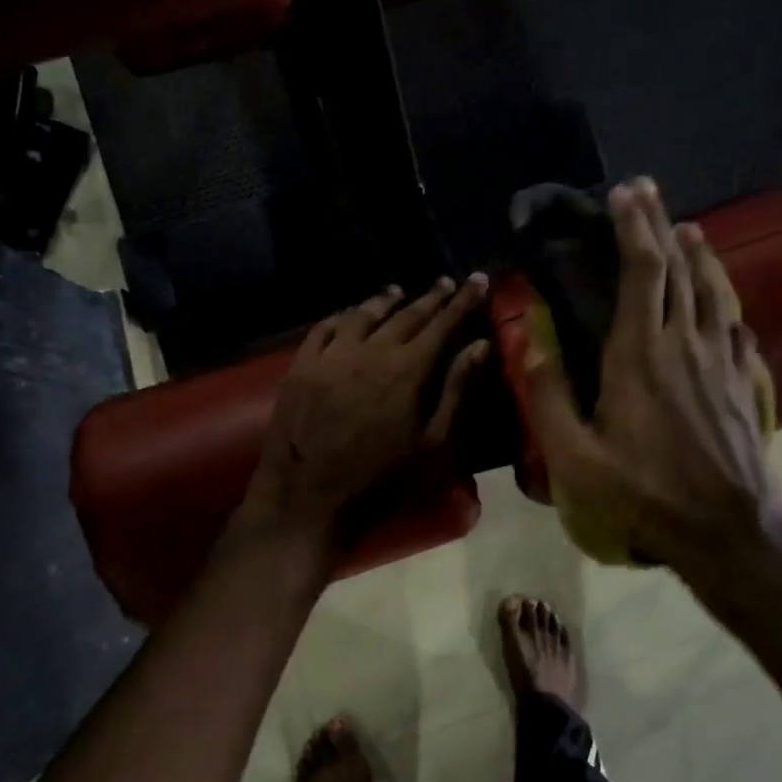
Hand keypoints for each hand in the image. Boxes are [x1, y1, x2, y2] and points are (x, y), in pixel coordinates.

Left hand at [244, 274, 492, 544]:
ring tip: (398, 292)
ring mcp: (330, 356)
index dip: (462, 301)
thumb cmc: (381, 481)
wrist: (309, 501)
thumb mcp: (433, 444)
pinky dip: (342, 316)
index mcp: (407, 370)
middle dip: (430, 297)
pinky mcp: (300, 367)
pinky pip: (323, 328)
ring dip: (384, 300)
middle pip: (405, 314)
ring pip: (362, 314)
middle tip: (446, 284)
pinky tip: (349, 315)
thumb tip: (481, 346)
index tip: (478, 280)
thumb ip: (457, 390)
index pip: (442, 324)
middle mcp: (369, 351)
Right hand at [525, 179, 781, 594]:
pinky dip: (726, 302)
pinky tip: (725, 301)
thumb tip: (530, 345)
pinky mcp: (744, 382)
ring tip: (689, 229)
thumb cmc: (644, 493)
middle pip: (678, 269)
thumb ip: (549, 398)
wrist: (728, 527)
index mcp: (640, 354)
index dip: (634, 227)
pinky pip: (736, 327)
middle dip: (661, 224)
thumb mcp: (576, 458)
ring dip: (699, 255)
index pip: (641, 272)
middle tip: (649, 192)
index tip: (625, 193)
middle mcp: (685, 343)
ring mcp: (721, 360)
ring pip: (713, 291)